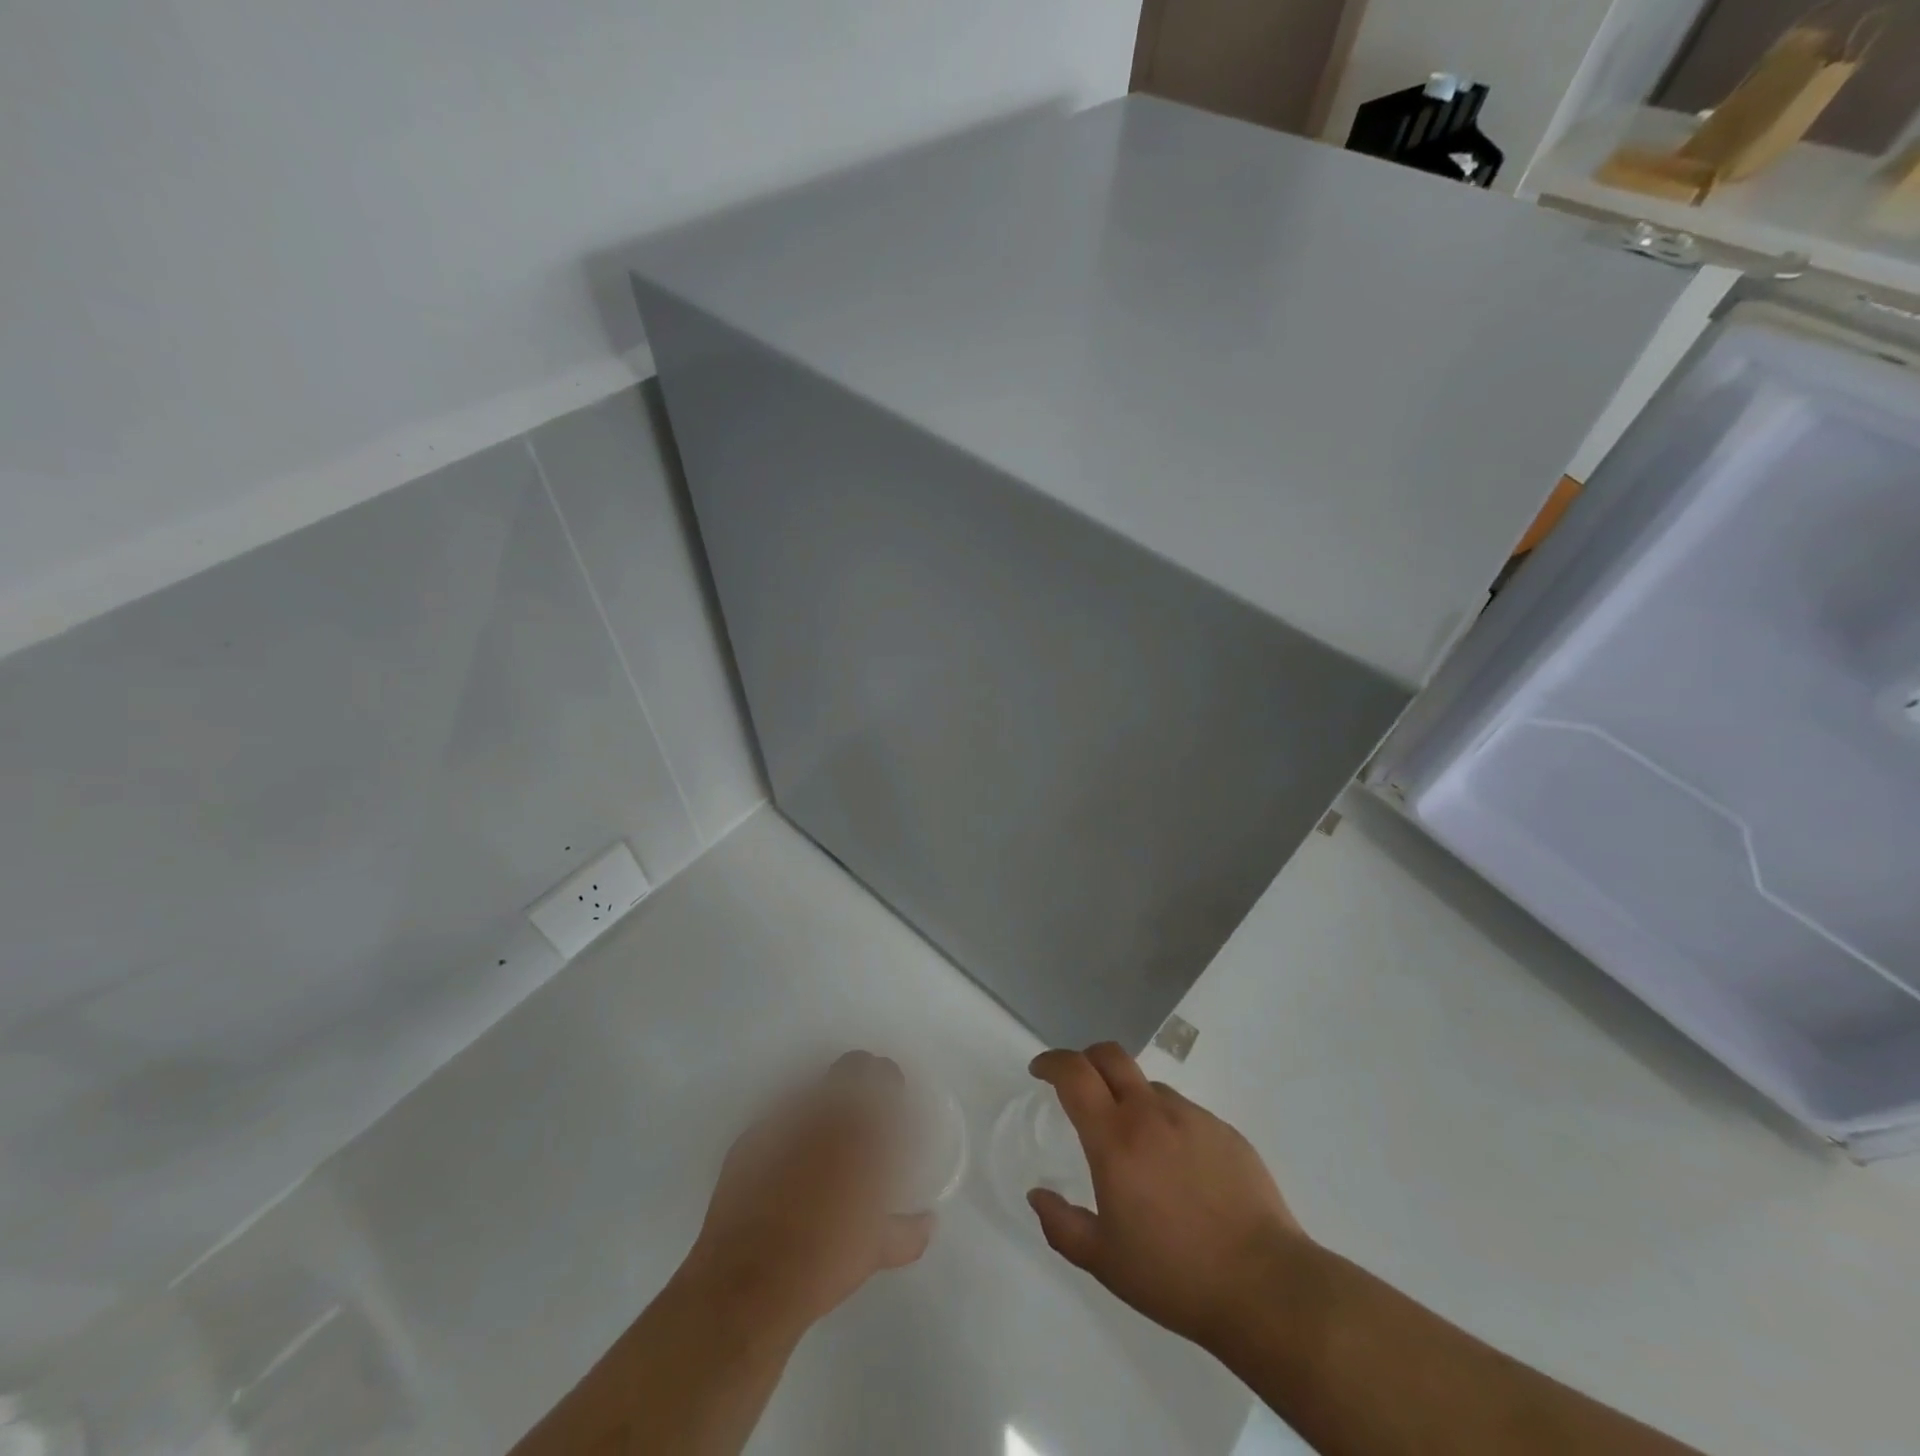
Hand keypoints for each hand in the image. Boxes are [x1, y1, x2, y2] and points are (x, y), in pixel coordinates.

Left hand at [676, 1052, 934, 1336]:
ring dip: (826, 1100)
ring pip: (815, 1085)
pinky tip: (789, 1156)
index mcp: (862, 1130)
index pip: (885, 1077)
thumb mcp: (876, 1250)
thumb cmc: (822, 1263)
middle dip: (862, 1078)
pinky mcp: (751, 1136)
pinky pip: (780, 1115)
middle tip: (864, 1110)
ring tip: (825, 1134)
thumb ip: (908, 1230)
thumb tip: (929, 1221)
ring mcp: (785, 1119)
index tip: (893, 1101)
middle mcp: (825, 1112)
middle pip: (851, 1065)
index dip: (891, 1084)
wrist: (746, 1284)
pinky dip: (790, 1126)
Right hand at [1025, 1043, 1308, 1347]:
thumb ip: (1062, 1225)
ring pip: (1149, 1086)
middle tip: (1078, 1085)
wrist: (1265, 1287)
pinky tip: (1179, 1169)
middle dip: (1086, 1059)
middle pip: (1111, 1056)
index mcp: (1115, 1138)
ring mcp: (1193, 1117)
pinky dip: (1167, 1124)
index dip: (1051, 1062)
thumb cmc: (1175, 1276)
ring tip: (1135, 1145)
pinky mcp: (1225, 1131)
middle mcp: (1151, 1113)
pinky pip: (1184, 1113)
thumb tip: (1038, 1195)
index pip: (1074, 1074)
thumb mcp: (1104, 1261)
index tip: (1040, 1071)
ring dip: (1130, 1098)